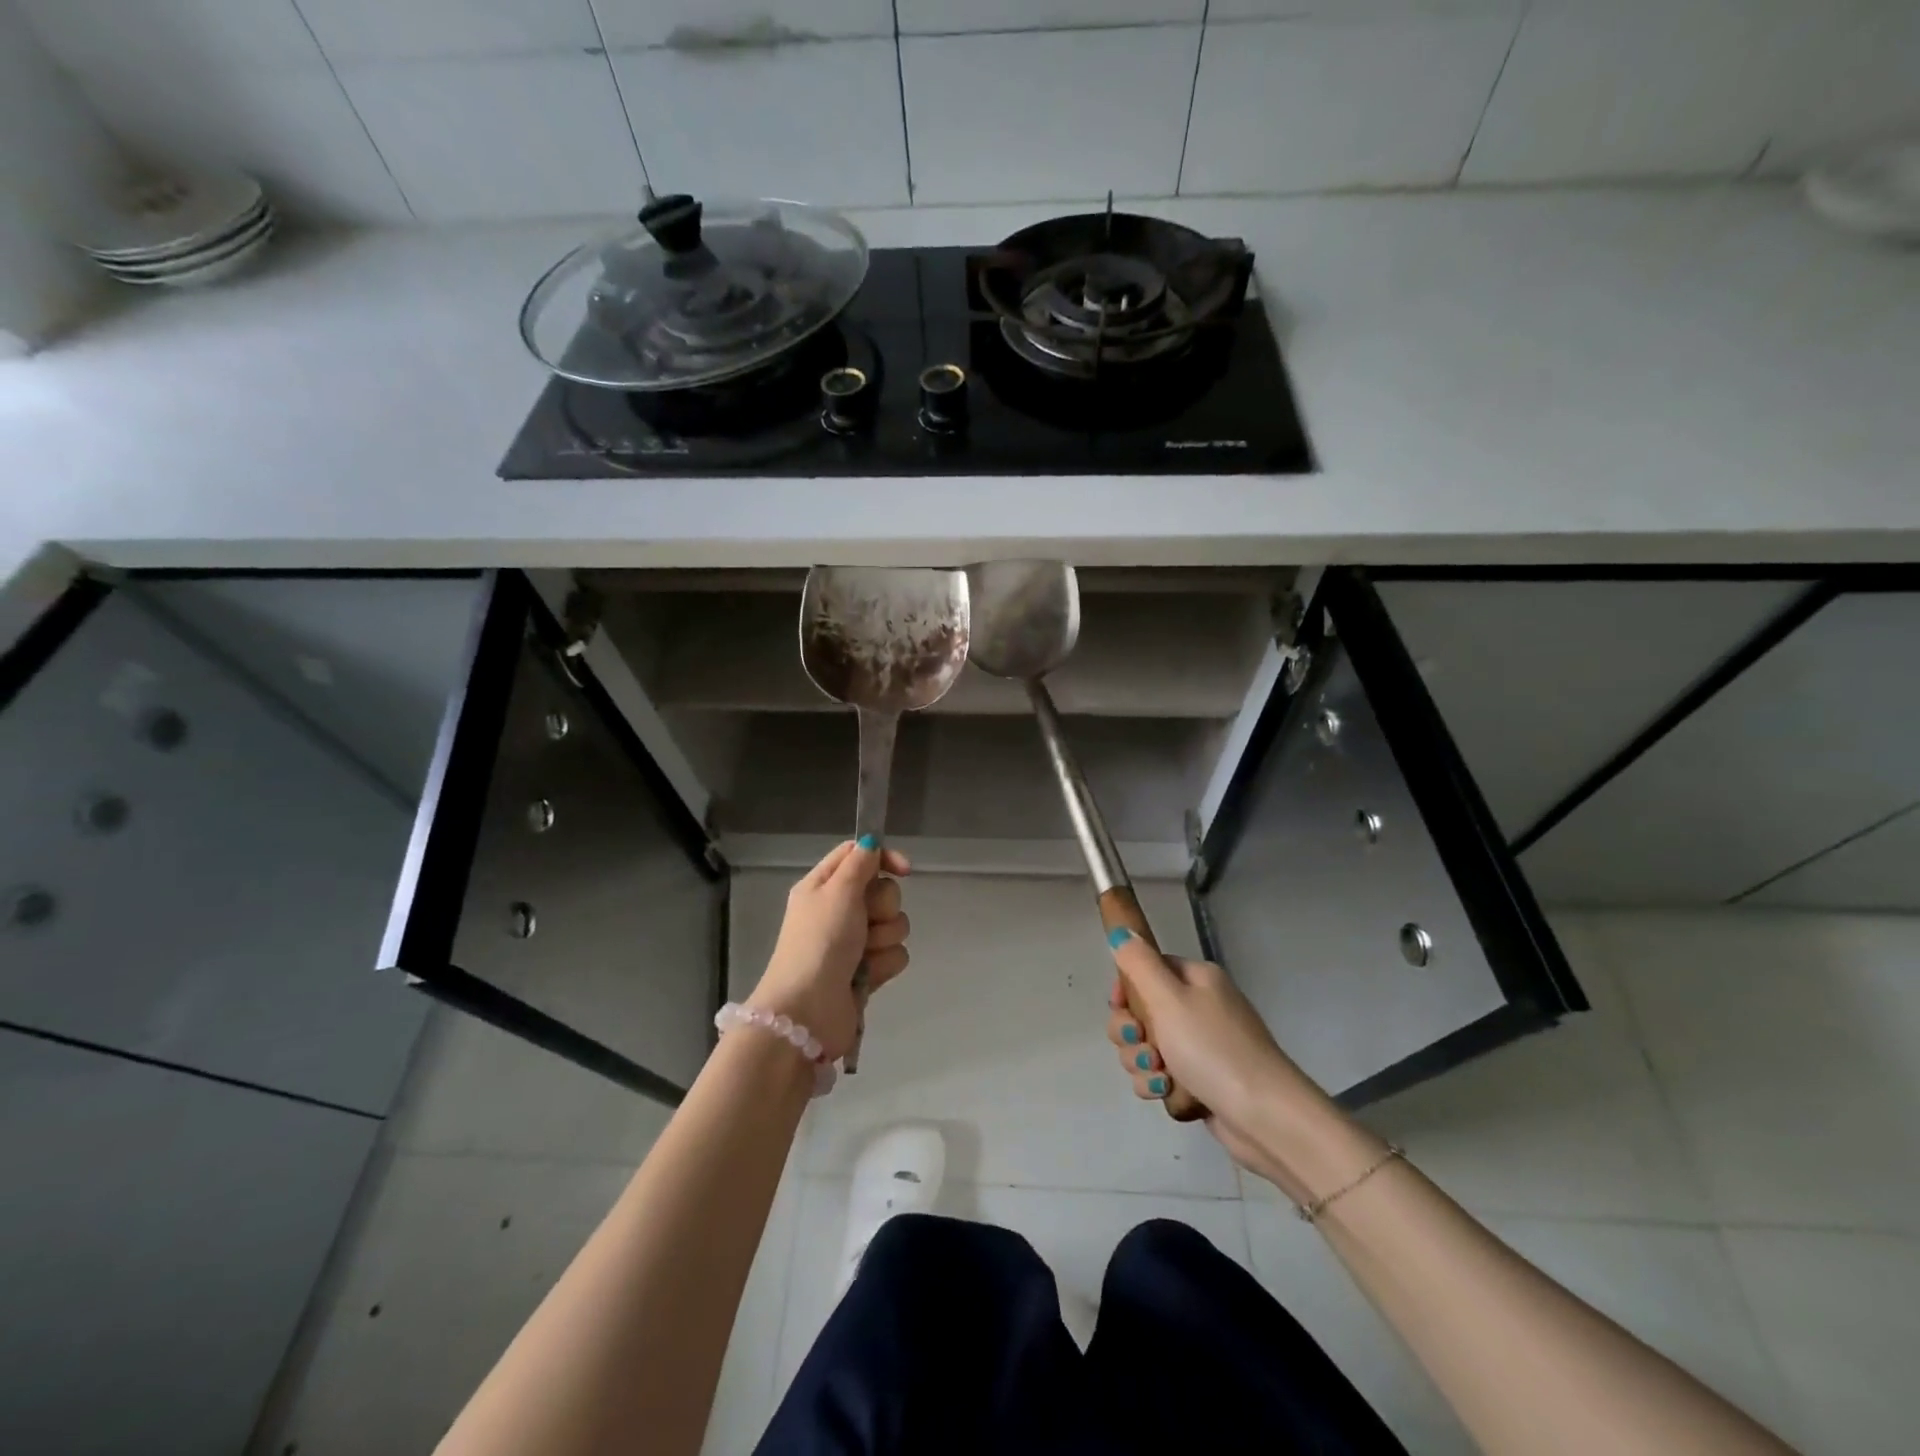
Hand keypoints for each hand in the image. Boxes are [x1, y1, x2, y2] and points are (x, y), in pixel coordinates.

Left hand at [749, 839, 910, 1061]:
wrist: (808, 1011)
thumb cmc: (819, 942)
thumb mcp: (837, 892)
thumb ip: (860, 863)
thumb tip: (871, 840)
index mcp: (823, 886)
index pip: (859, 856)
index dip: (883, 858)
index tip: (904, 870)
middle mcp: (839, 911)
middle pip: (883, 891)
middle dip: (883, 907)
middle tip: (864, 921)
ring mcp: (854, 943)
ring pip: (895, 924)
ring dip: (884, 938)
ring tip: (862, 955)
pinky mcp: (867, 971)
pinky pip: (895, 955)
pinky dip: (884, 964)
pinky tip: (867, 976)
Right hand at [1104, 930, 1327, 1179]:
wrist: (1263, 1115)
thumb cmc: (1212, 1048)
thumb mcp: (1168, 998)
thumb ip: (1138, 962)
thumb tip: (1121, 931)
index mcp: (1196, 979)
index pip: (1146, 970)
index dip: (1125, 990)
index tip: (1120, 1007)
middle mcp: (1199, 1007)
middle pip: (1140, 1011)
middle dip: (1130, 1033)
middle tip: (1143, 1045)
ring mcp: (1200, 1046)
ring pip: (1146, 1047)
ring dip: (1141, 1063)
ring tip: (1160, 1078)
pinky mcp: (1199, 1081)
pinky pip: (1161, 1076)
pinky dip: (1158, 1085)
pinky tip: (1167, 1093)